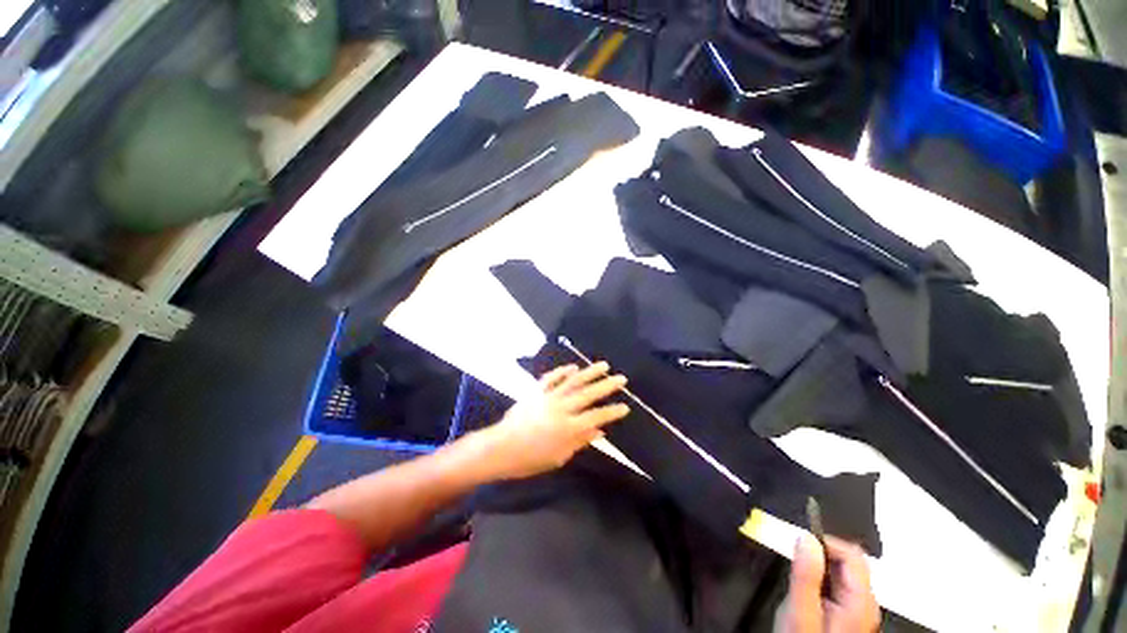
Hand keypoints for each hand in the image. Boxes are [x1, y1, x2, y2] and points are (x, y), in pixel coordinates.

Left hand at [476, 362, 629, 480]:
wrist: (501, 448)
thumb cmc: (530, 459)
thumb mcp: (559, 457)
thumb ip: (580, 441)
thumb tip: (599, 430)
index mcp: (568, 428)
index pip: (596, 417)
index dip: (612, 412)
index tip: (625, 406)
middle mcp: (561, 408)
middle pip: (588, 394)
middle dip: (606, 386)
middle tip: (621, 379)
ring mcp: (548, 397)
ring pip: (573, 381)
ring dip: (589, 372)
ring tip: (603, 365)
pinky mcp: (536, 391)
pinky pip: (552, 378)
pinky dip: (563, 371)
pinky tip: (573, 367)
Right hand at [774, 534, 879, 632]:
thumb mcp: (800, 612)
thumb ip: (806, 575)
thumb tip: (806, 539)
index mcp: (860, 602)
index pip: (853, 554)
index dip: (826, 541)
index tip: (800, 543)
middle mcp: (864, 604)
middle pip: (850, 562)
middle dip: (821, 554)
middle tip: (797, 561)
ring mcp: (858, 610)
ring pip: (842, 572)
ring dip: (819, 566)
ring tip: (799, 577)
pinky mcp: (848, 614)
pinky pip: (837, 584)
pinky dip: (820, 578)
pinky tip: (806, 590)